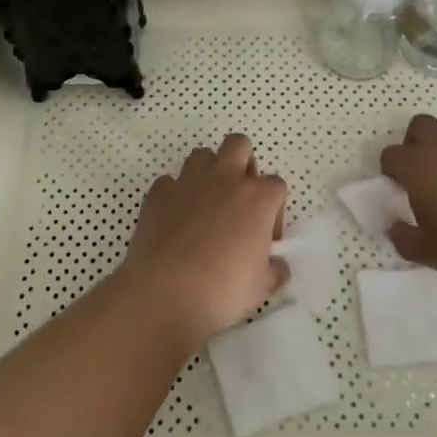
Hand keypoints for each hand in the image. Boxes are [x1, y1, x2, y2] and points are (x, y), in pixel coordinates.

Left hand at [119, 134, 289, 344]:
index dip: (274, 209)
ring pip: (202, 155)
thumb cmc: (222, 290)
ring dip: (207, 173)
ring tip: (205, 205)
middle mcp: (225, 179)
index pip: (276, 184)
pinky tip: (174, 219)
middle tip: (238, 199)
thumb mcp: (261, 287)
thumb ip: (274, 269)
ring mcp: (189, 181)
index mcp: (257, 198)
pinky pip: (169, 181)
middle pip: (239, 144)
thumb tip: (277, 265)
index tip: (265, 236)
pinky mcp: (159, 192)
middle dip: (242, 163)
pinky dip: (174, 194)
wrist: (164, 292)